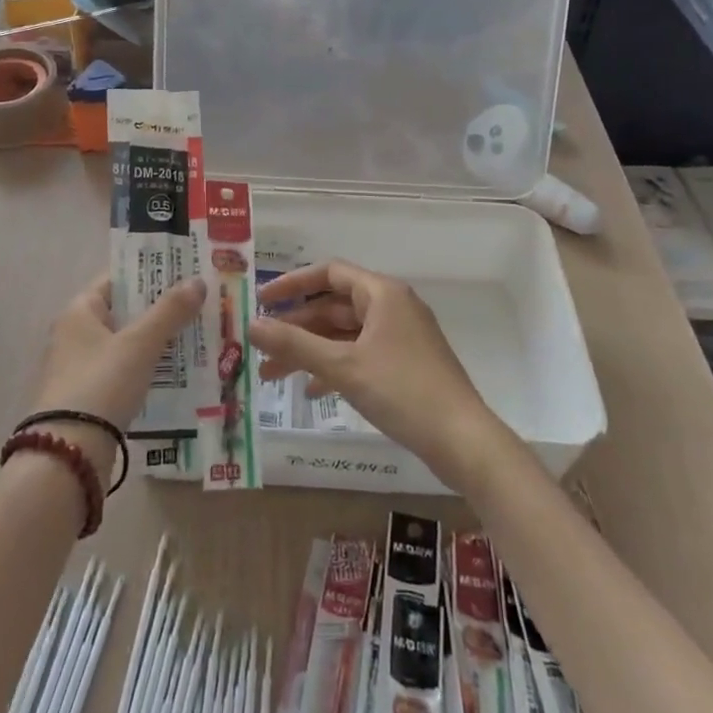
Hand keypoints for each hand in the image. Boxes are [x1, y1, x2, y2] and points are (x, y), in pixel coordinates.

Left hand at [28, 272, 205, 475]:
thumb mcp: (140, 344)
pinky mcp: (90, 398)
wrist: (67, 455)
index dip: (150, 273)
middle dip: (161, 308)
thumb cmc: (101, 384)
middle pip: (125, 311)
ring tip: (198, 335)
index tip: (185, 271)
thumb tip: (198, 280)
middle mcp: (75, 334)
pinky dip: (149, 368)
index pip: (118, 279)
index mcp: (80, 311)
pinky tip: (178, 372)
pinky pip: (125, 371)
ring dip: (158, 340)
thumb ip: (170, 311)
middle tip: (200, 303)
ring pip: (127, 343)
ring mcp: (81, 368)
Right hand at [252, 260, 506, 489]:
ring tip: (272, 374)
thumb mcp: (342, 366)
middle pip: (334, 306)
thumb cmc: (402, 390)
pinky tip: (312, 391)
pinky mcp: (405, 363)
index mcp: (382, 293)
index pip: (329, 272)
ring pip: (345, 334)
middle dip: (296, 326)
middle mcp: (392, 306)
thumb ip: (294, 344)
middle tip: (260, 345)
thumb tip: (250, 325)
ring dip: (310, 350)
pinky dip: (334, 367)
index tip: (261, 301)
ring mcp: (401, 336)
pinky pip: (360, 354)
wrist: (462, 439)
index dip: (292, 284)